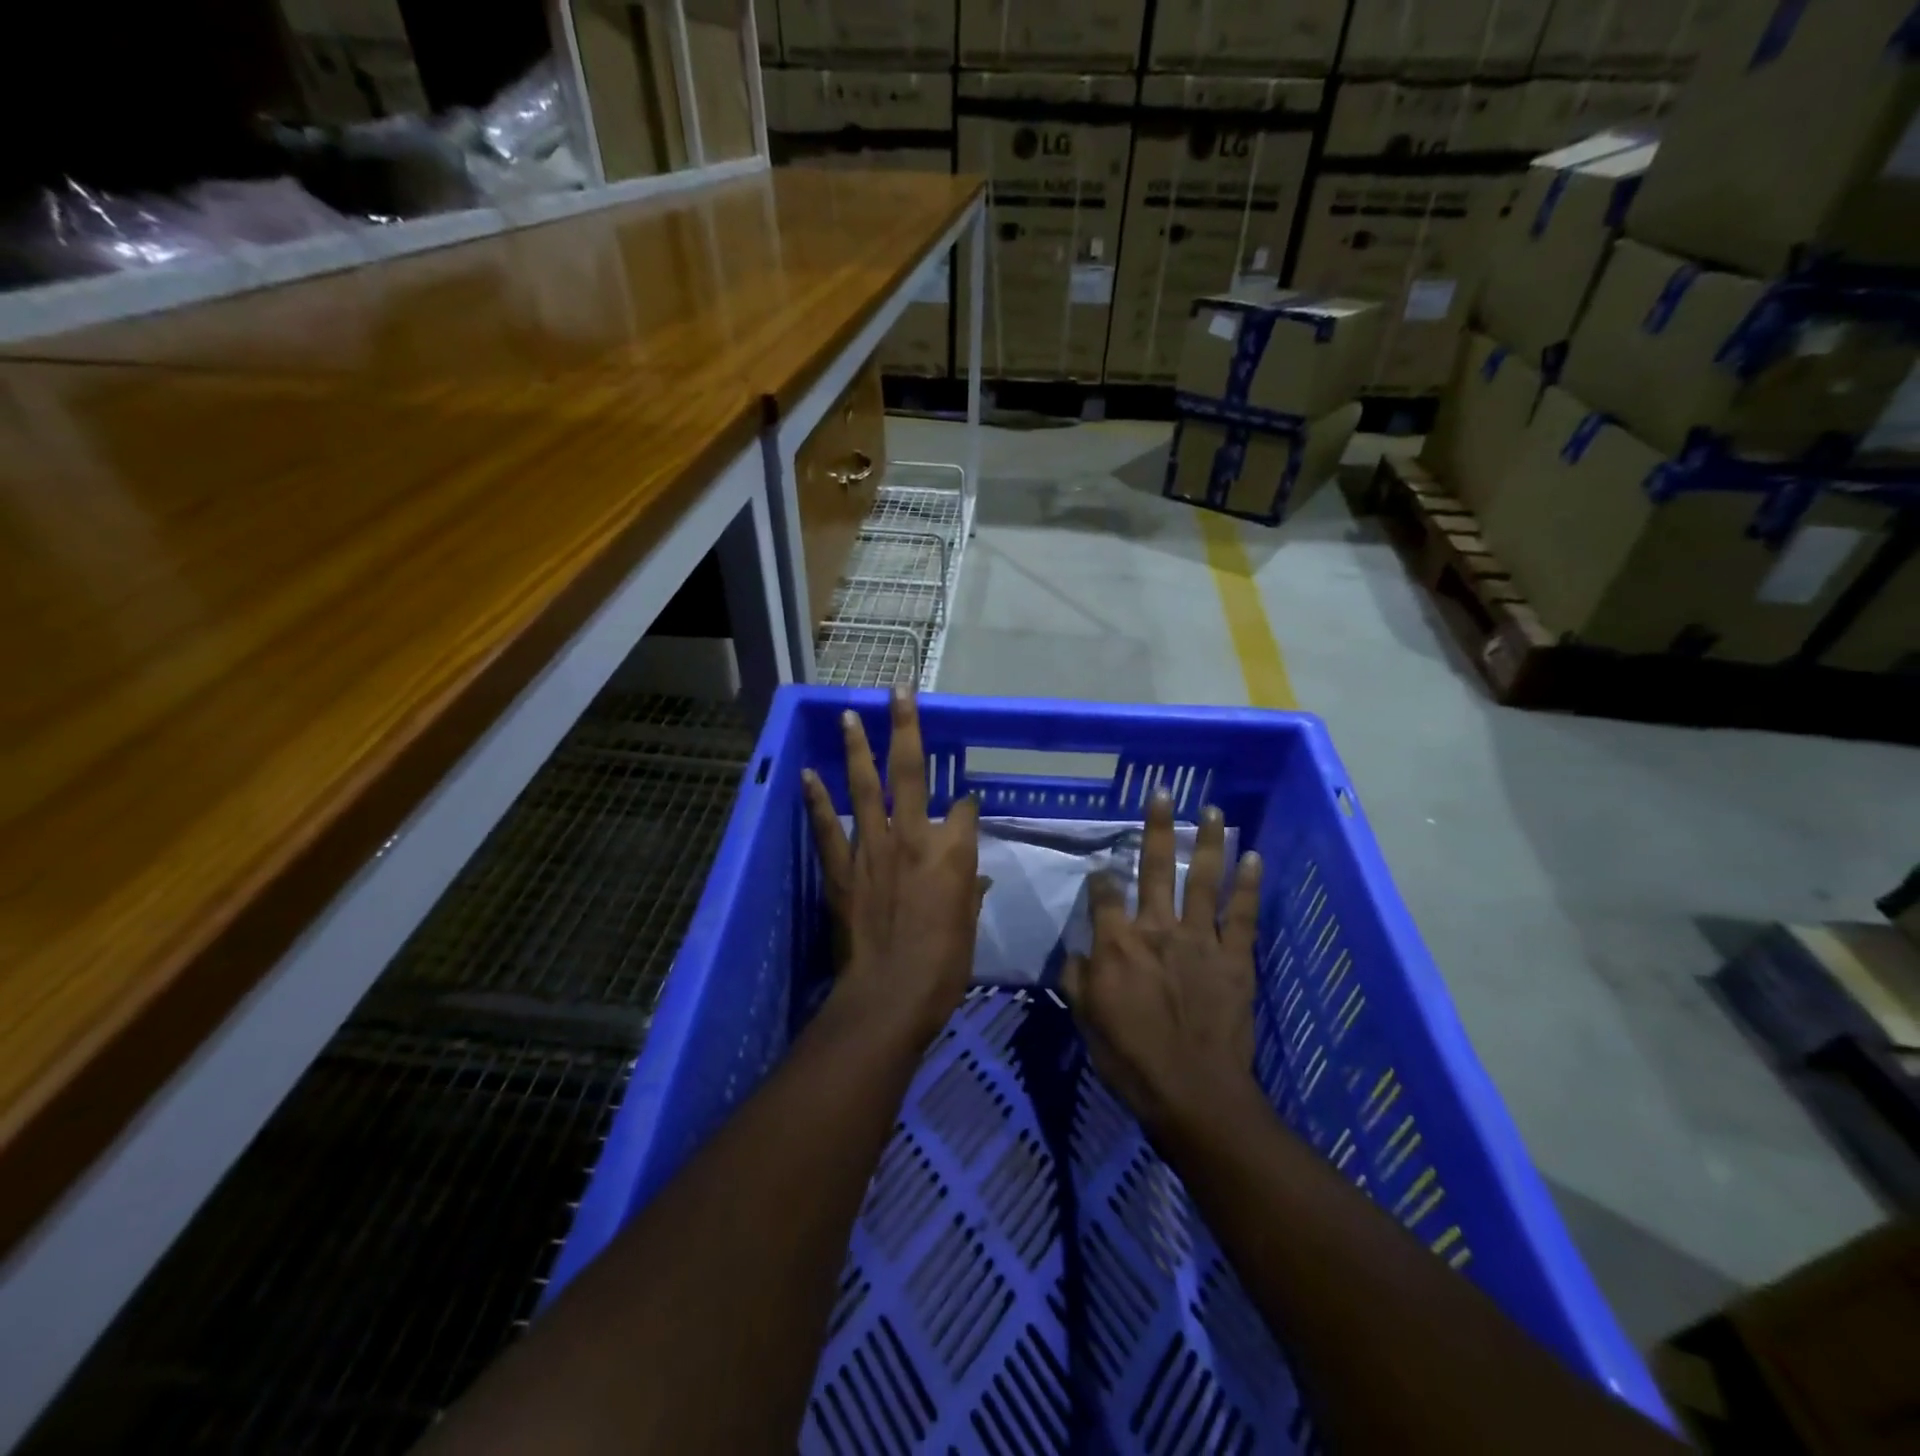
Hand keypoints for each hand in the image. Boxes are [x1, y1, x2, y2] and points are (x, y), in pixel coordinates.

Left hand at [802, 689, 981, 1047]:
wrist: (891, 995)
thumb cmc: (944, 964)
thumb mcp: (968, 925)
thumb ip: (969, 891)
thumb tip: (974, 877)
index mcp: (952, 850)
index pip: (963, 808)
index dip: (966, 804)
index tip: (965, 805)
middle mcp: (913, 835)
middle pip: (911, 770)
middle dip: (906, 727)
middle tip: (899, 691)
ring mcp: (872, 847)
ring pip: (865, 786)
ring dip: (858, 748)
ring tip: (851, 715)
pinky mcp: (843, 868)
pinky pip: (827, 827)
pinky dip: (817, 799)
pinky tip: (808, 773)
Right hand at [1063, 792, 1262, 1129]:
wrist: (1193, 1092)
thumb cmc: (1131, 1058)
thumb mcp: (1086, 1019)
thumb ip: (1076, 978)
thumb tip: (1076, 953)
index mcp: (1117, 943)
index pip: (1104, 893)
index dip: (1101, 877)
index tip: (1102, 871)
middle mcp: (1157, 929)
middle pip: (1154, 868)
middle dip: (1156, 828)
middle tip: (1163, 794)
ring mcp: (1200, 940)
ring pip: (1202, 880)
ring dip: (1208, 843)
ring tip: (1215, 811)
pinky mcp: (1234, 958)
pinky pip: (1242, 915)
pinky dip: (1248, 885)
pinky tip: (1254, 857)